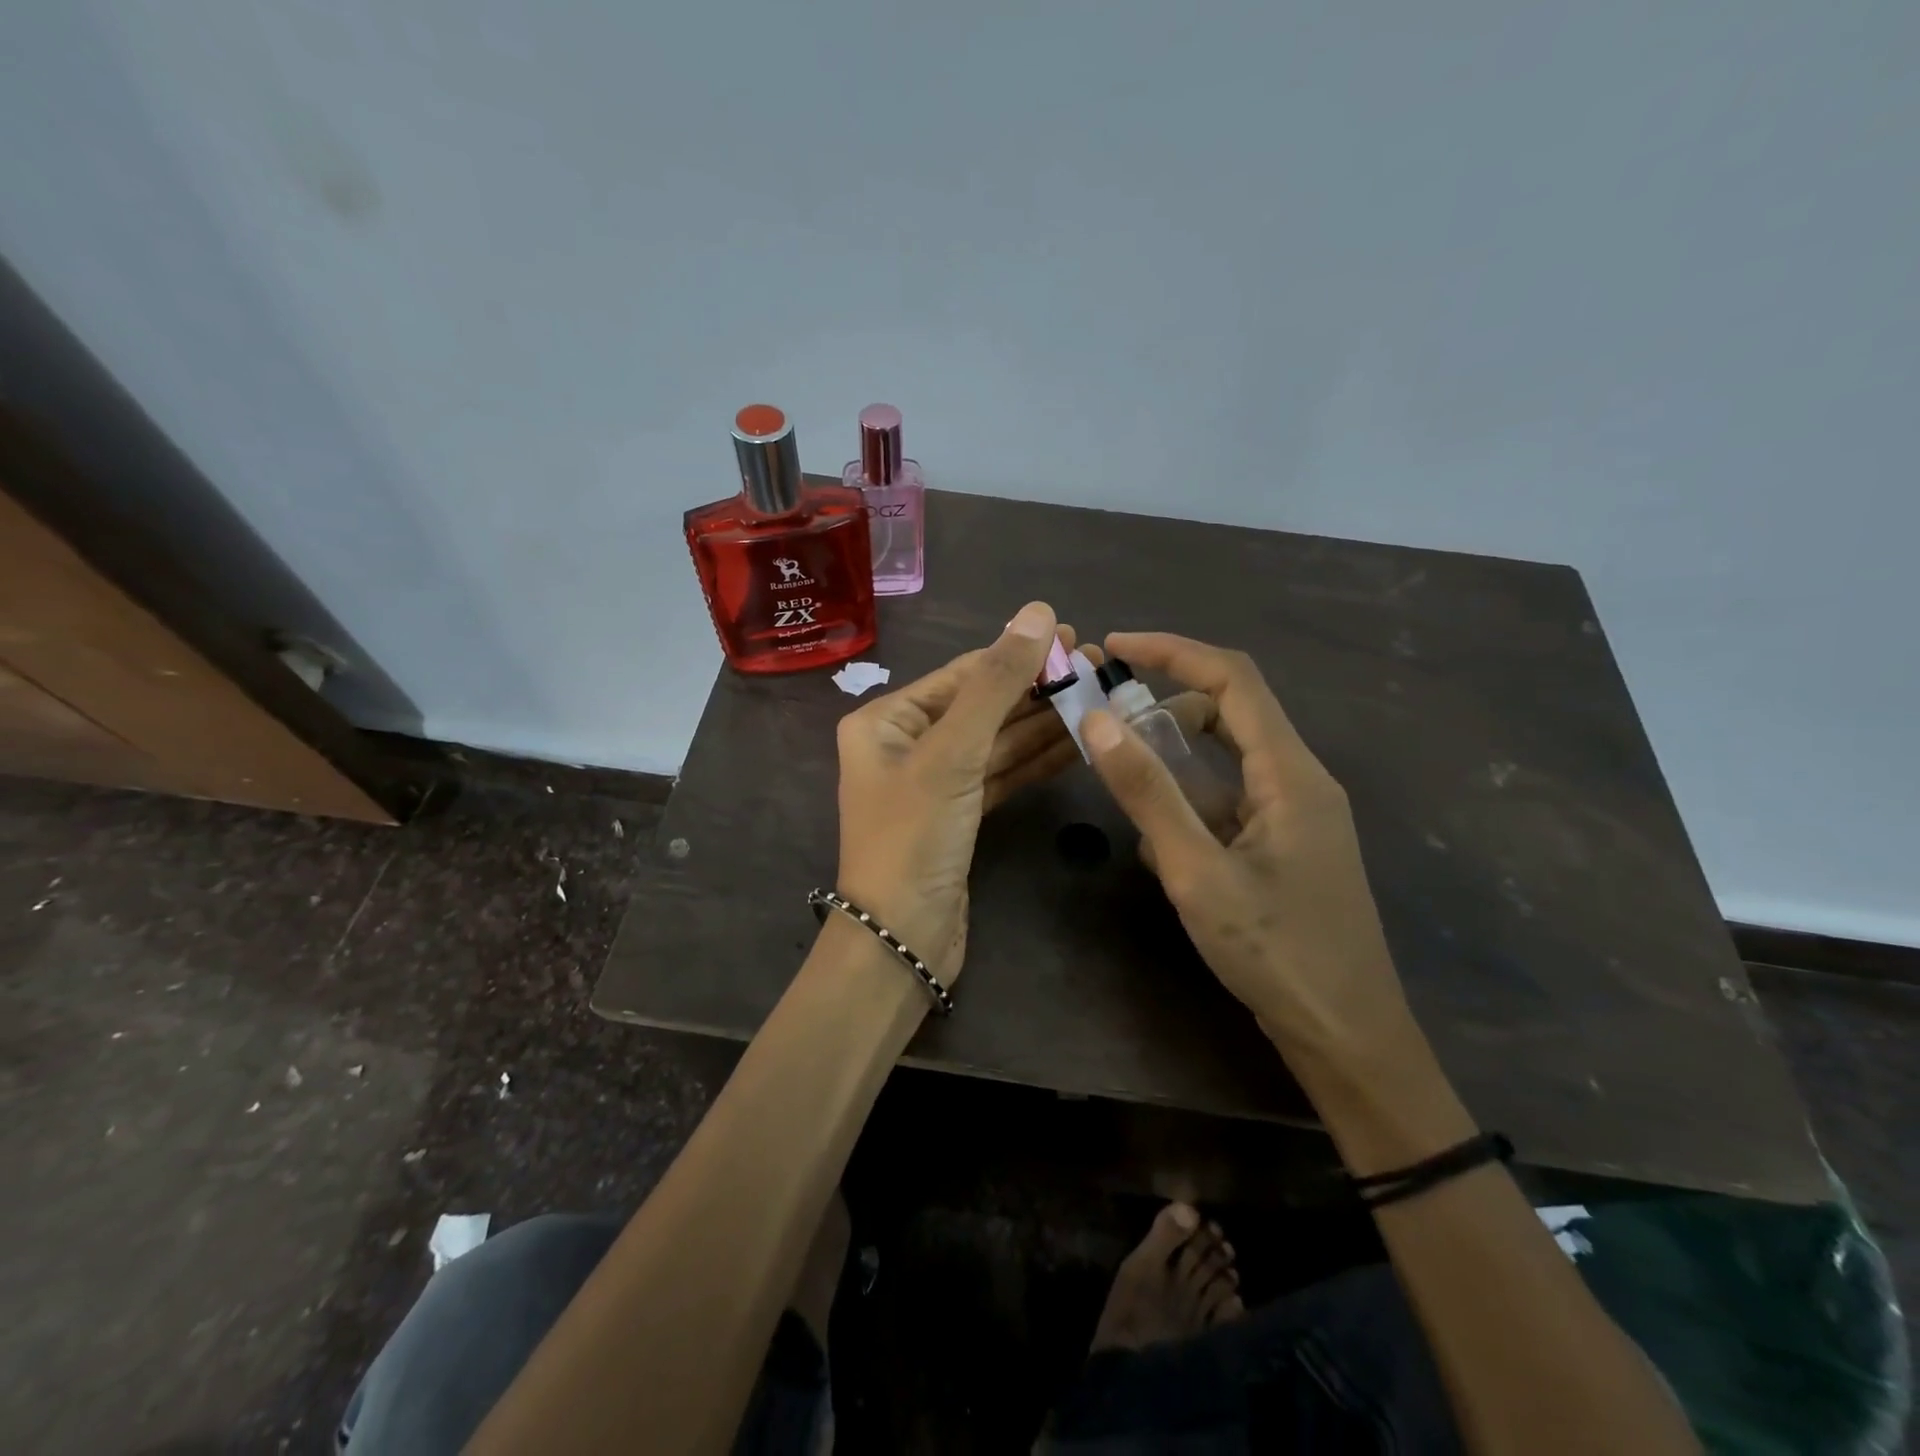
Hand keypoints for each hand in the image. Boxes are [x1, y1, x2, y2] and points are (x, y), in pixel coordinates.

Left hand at [832, 602, 1069, 983]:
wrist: (902, 939)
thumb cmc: (913, 837)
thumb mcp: (952, 753)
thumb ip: (996, 684)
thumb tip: (1035, 611)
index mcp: (886, 721)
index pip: (960, 675)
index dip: (1015, 654)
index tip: (1068, 635)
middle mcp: (906, 746)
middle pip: (981, 706)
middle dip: (1035, 687)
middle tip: (1095, 665)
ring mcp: (935, 783)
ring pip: (997, 742)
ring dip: (1044, 722)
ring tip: (1098, 695)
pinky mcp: (961, 816)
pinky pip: (1002, 775)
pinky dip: (1037, 760)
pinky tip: (1079, 741)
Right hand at [1082, 632, 1413, 1077]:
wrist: (1347, 1037)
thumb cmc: (1275, 952)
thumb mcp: (1196, 872)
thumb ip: (1148, 793)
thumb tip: (1099, 721)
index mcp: (1291, 773)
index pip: (1235, 679)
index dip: (1174, 651)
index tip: (1118, 646)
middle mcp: (1300, 780)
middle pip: (1232, 712)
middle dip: (1167, 705)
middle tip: (1109, 721)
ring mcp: (1297, 815)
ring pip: (1228, 759)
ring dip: (1175, 758)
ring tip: (1125, 785)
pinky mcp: (1287, 846)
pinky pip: (1232, 800)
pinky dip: (1191, 801)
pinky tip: (1159, 844)